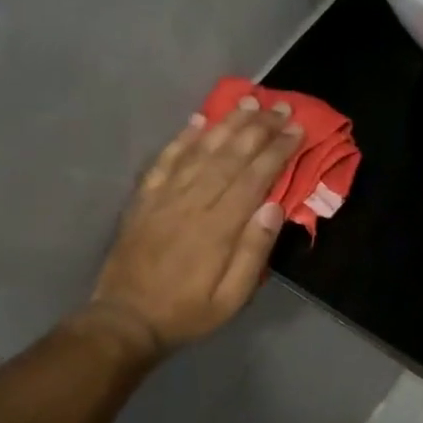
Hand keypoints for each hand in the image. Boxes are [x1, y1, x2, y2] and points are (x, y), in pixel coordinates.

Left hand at [85, 96, 303, 355]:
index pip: (254, 178)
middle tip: (280, 106)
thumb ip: (254, 252)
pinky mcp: (144, 199)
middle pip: (230, 156)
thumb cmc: (188, 312)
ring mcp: (165, 197)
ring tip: (247, 101)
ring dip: (226, 123)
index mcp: (219, 227)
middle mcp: (192, 203)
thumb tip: (274, 208)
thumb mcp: (232, 298)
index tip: (296, 129)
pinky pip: (165, 160)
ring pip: (200, 150)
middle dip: (258, 128)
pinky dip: (183, 138)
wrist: (126, 320)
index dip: (277, 150)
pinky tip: (198, 120)